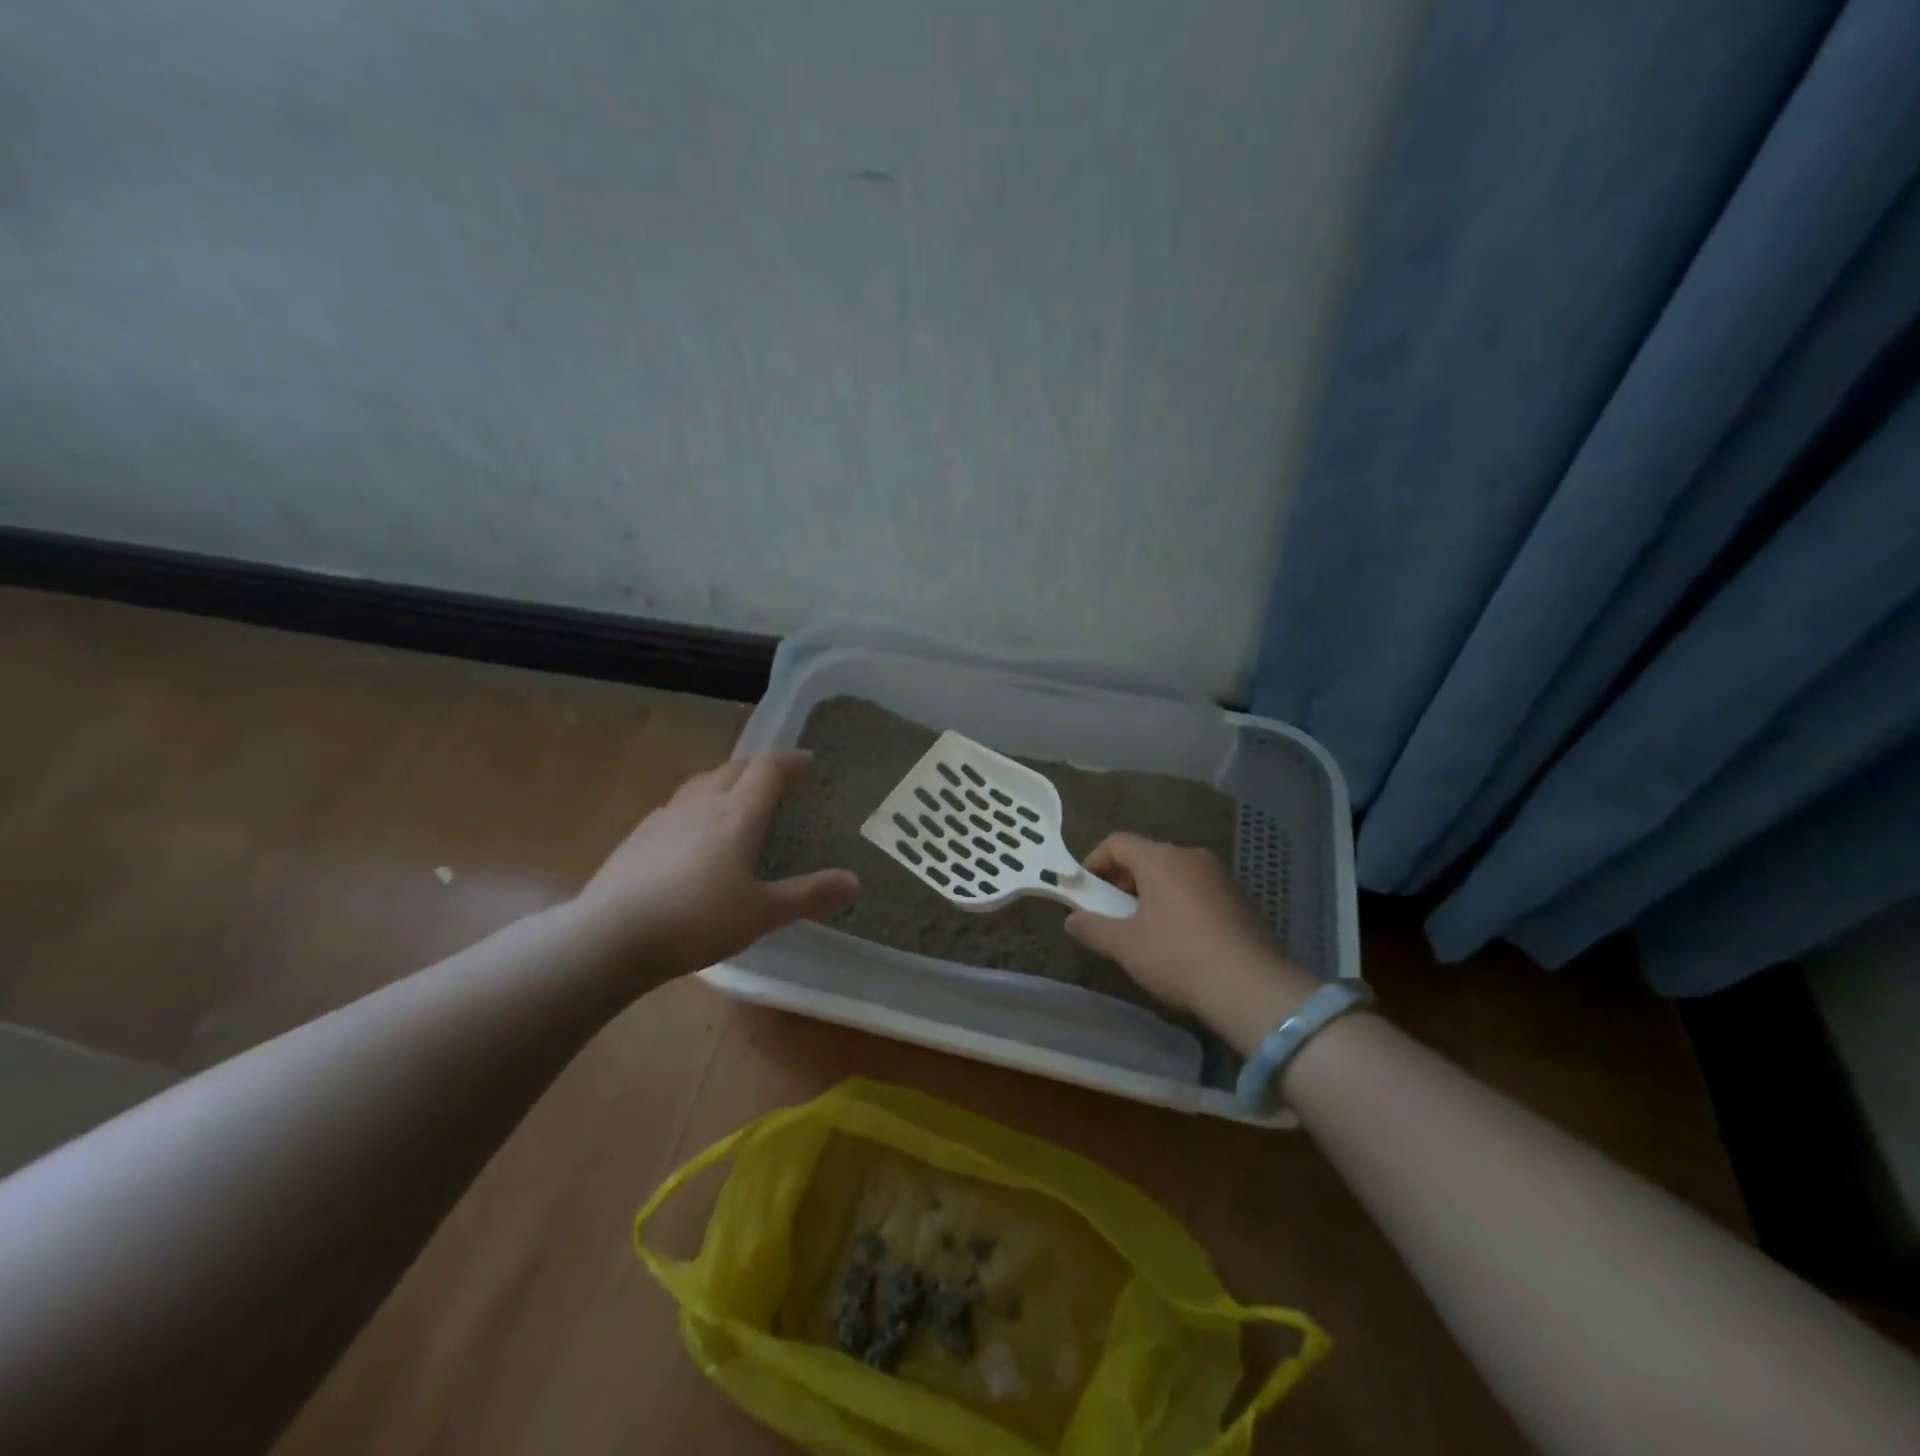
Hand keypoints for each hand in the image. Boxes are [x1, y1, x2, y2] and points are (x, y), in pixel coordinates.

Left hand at [573, 752, 858, 979]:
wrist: (611, 936)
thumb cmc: (698, 919)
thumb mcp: (763, 913)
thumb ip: (809, 895)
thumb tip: (855, 881)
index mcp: (737, 813)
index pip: (768, 769)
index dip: (791, 761)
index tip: (809, 762)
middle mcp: (702, 803)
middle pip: (734, 767)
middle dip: (759, 767)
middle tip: (778, 779)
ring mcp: (665, 817)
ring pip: (701, 782)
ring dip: (725, 781)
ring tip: (737, 799)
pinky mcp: (638, 836)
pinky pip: (677, 806)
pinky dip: (697, 806)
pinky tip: (693, 834)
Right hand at [1065, 833, 1318, 1053]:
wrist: (1252, 987)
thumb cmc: (1178, 957)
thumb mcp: (1125, 946)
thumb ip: (1093, 928)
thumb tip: (1071, 920)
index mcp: (1160, 859)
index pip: (1117, 842)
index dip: (1095, 862)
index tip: (1085, 890)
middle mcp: (1191, 856)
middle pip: (1147, 856)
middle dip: (1123, 880)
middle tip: (1111, 912)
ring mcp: (1221, 876)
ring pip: (1175, 874)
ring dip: (1153, 893)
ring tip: (1144, 928)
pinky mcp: (1242, 899)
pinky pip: (1199, 891)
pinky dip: (1180, 904)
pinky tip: (1180, 939)